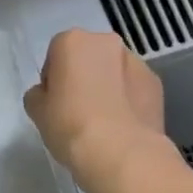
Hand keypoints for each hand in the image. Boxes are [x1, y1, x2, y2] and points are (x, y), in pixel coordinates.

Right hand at [22, 30, 167, 189]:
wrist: (119, 152)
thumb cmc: (69, 125)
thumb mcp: (36, 111)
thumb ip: (38, 95)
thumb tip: (47, 95)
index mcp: (72, 41)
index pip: (56, 54)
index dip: (53, 79)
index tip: (54, 102)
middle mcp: (106, 42)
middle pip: (88, 57)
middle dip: (84, 76)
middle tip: (77, 110)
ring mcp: (136, 62)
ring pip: (114, 71)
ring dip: (108, 86)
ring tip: (103, 122)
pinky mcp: (156, 84)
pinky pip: (134, 88)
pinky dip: (128, 100)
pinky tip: (122, 127)